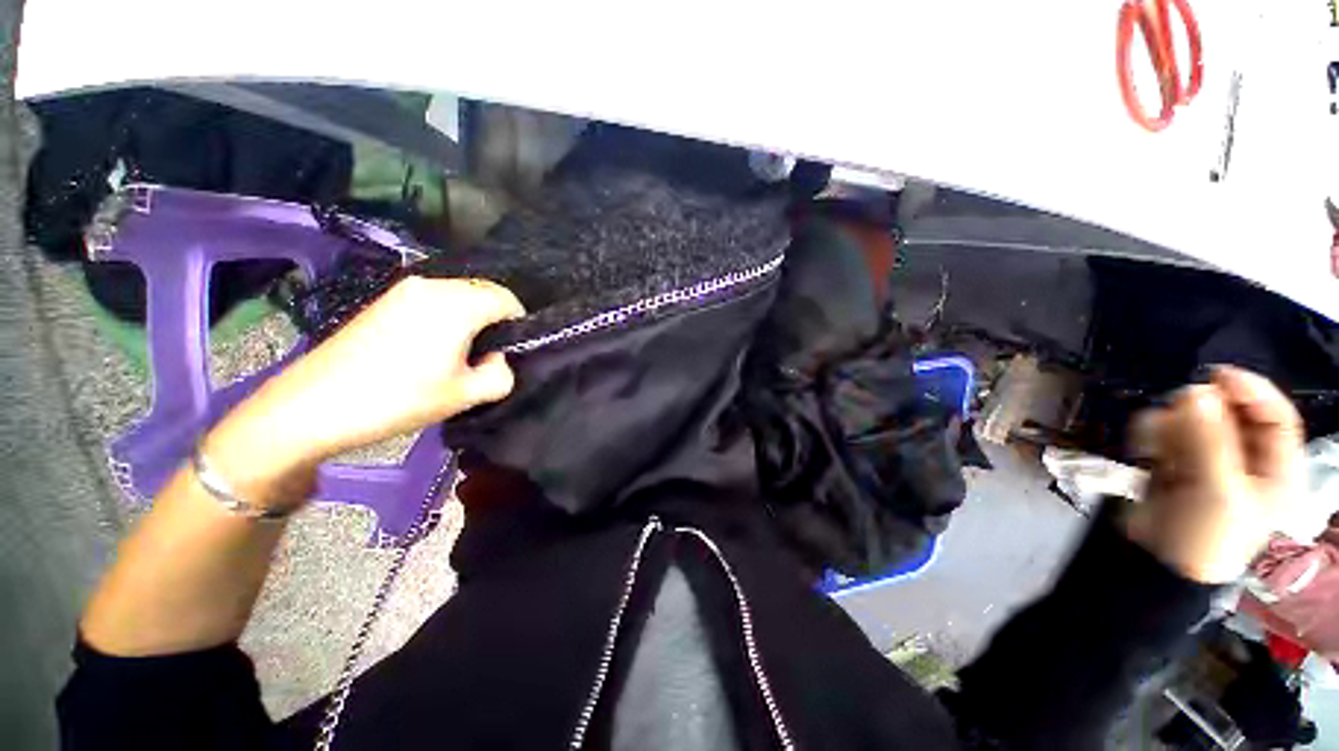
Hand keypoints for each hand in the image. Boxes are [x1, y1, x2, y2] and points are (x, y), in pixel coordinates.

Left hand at [203, 277, 524, 503]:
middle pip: (483, 292)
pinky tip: (433, 347)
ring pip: (459, 295)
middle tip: (489, 355)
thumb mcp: (466, 395)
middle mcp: (432, 286)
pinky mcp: (386, 301)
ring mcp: (405, 290)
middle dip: (495, 320)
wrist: (313, 405)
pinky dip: (448, 317)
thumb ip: (501, 375)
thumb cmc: (398, 399)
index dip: (519, 323)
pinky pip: (435, 300)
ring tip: (461, 354)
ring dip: (471, 319)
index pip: (507, 299)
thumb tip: (497, 359)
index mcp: (456, 303)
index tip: (513, 351)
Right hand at [1124, 366, 1303, 582]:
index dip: (1252, 392)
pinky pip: (1167, 433)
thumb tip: (1196, 392)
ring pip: (1195, 422)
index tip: (1217, 375)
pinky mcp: (1178, 462)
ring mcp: (1211, 460)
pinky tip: (1148, 451)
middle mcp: (1247, 460)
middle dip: (1203, 413)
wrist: (1156, 562)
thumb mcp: (1216, 491)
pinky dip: (1154, 435)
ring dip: (1173, 427)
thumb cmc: (1204, 536)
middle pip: (1232, 416)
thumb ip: (1210, 442)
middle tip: (1178, 411)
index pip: (1276, 417)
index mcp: (1276, 470)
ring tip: (1159, 446)